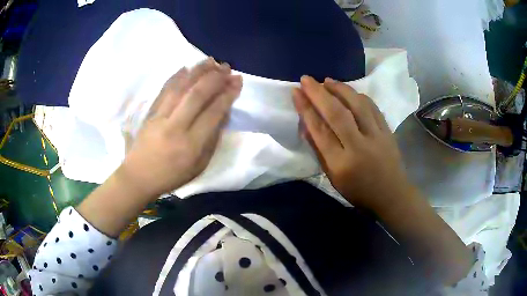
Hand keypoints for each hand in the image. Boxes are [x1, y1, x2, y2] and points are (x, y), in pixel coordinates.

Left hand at [118, 58, 241, 197]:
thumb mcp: (199, 166)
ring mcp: (160, 118)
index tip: (237, 81)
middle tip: (227, 67)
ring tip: (211, 61)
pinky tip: (186, 67)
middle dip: (215, 78)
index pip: (213, 113)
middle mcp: (175, 127)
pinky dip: (176, 77)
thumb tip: (223, 113)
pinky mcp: (150, 113)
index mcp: (191, 145)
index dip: (227, 94)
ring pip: (180, 88)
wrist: (138, 177)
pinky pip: (164, 90)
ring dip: (197, 71)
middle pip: (197, 95)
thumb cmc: (171, 176)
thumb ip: (212, 140)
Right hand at [293, 76, 410, 209]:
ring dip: (340, 89)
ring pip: (357, 105)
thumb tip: (306, 125)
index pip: (320, 131)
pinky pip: (372, 107)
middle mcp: (359, 147)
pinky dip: (358, 95)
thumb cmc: (359, 191)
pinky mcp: (387, 131)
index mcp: (341, 164)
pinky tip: (348, 91)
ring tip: (327, 80)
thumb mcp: (333, 178)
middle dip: (319, 93)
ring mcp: (376, 136)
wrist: (391, 194)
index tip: (296, 92)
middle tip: (306, 79)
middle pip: (337, 113)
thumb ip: (319, 151)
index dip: (306, 109)